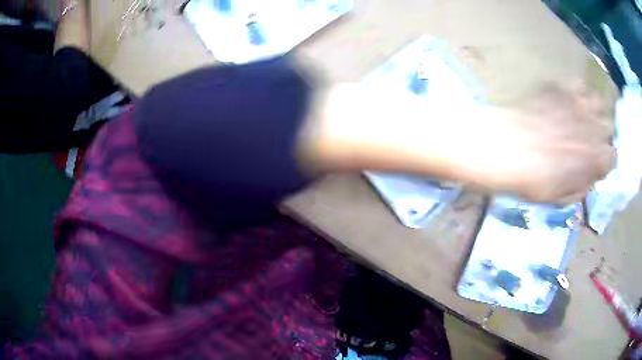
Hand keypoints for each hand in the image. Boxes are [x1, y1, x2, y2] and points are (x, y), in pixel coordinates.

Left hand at [460, 81, 614, 202]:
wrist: (503, 148)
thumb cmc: (531, 181)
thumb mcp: (559, 198)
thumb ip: (580, 187)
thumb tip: (590, 178)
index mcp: (594, 159)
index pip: (613, 157)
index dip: (606, 160)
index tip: (598, 161)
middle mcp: (592, 129)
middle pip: (609, 126)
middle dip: (604, 133)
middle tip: (592, 137)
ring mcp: (577, 104)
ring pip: (599, 102)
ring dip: (595, 110)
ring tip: (585, 116)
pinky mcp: (560, 88)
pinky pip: (578, 85)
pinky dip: (577, 93)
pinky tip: (568, 101)